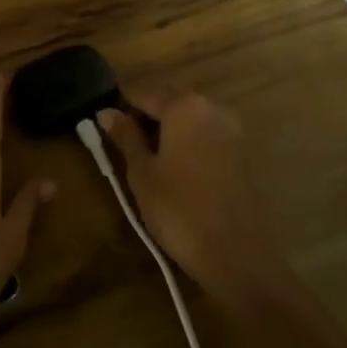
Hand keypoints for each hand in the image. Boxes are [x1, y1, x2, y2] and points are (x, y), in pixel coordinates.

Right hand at [96, 85, 278, 294]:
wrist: (237, 255)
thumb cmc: (179, 210)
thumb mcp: (142, 173)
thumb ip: (125, 136)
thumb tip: (106, 112)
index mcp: (184, 106)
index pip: (143, 92)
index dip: (120, 104)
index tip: (103, 123)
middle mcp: (212, 108)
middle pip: (169, 101)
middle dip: (145, 117)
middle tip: (122, 145)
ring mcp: (232, 129)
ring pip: (189, 119)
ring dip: (167, 131)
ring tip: (147, 161)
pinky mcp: (243, 152)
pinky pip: (206, 136)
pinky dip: (187, 144)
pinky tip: (175, 171)